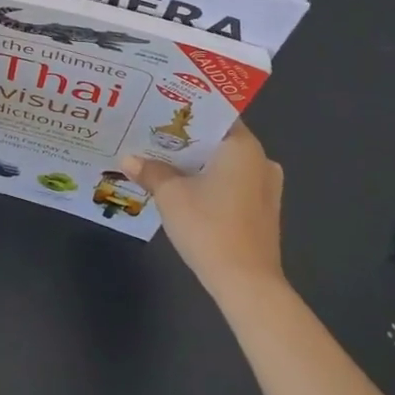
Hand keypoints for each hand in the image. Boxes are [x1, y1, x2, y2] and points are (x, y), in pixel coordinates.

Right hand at [121, 122, 284, 300]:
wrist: (246, 284)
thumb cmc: (209, 226)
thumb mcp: (171, 195)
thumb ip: (151, 171)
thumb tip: (128, 159)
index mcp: (243, 146)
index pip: (214, 114)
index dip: (186, 112)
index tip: (160, 109)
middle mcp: (261, 160)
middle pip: (218, 140)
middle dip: (187, 141)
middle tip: (153, 136)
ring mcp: (266, 188)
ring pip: (225, 164)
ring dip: (198, 164)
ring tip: (163, 161)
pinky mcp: (263, 212)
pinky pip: (233, 185)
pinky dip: (210, 183)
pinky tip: (185, 191)